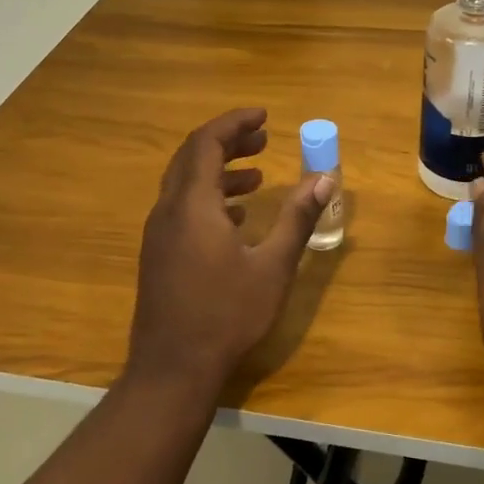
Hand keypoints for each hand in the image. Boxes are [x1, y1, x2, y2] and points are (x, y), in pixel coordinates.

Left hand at [127, 108, 335, 399]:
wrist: (173, 368)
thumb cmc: (227, 315)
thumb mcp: (272, 267)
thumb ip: (297, 218)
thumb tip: (326, 179)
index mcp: (193, 204)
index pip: (207, 142)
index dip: (234, 123)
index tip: (264, 115)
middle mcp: (169, 210)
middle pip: (192, 157)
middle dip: (227, 141)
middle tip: (263, 138)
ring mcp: (158, 233)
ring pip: (185, 183)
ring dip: (219, 171)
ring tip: (256, 176)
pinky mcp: (158, 254)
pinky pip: (181, 208)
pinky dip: (208, 198)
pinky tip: (235, 217)